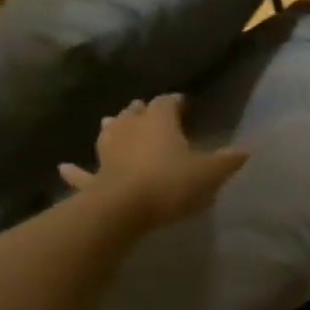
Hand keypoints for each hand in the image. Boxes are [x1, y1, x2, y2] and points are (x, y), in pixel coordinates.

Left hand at [59, 96, 246, 230]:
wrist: (123, 208)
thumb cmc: (170, 183)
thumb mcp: (209, 173)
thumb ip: (226, 161)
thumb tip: (245, 150)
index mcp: (160, 123)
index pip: (167, 102)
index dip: (175, 101)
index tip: (183, 102)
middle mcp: (131, 130)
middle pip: (134, 113)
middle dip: (141, 109)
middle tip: (146, 108)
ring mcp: (108, 154)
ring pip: (109, 134)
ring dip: (111, 128)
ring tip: (110, 121)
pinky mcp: (94, 179)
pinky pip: (83, 174)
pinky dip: (74, 171)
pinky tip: (63, 167)